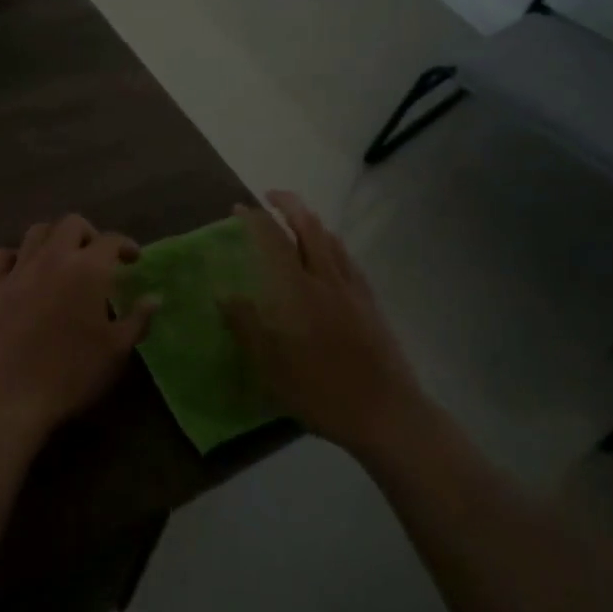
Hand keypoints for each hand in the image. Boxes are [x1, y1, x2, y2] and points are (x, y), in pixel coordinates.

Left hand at [0, 214, 159, 442]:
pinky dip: (14, 256)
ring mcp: (20, 270)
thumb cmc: (73, 374)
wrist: (13, 397)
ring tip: (63, 258)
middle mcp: (53, 258)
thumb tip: (154, 298)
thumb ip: (138, 319)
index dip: (126, 245)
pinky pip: (1, 256)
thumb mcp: (117, 350)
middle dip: (90, 234)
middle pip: (71, 224)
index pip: (111, 240)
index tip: (134, 260)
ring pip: (36, 231)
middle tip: (98, 258)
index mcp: (87, 269)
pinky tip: (23, 270)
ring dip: (54, 237)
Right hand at [222, 191, 422, 456]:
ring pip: (332, 239)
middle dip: (289, 204)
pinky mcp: (371, 302)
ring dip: (311, 220)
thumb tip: (224, 294)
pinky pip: (348, 258)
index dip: (255, 219)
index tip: (239, 208)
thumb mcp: (273, 368)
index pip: (274, 241)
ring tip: (295, 220)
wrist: (388, 413)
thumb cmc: (323, 393)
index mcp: (299, 292)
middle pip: (310, 226)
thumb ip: (247, 327)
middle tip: (269, 198)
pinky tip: (328, 255)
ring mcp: (354, 289)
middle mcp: (327, 280)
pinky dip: (331, 243)